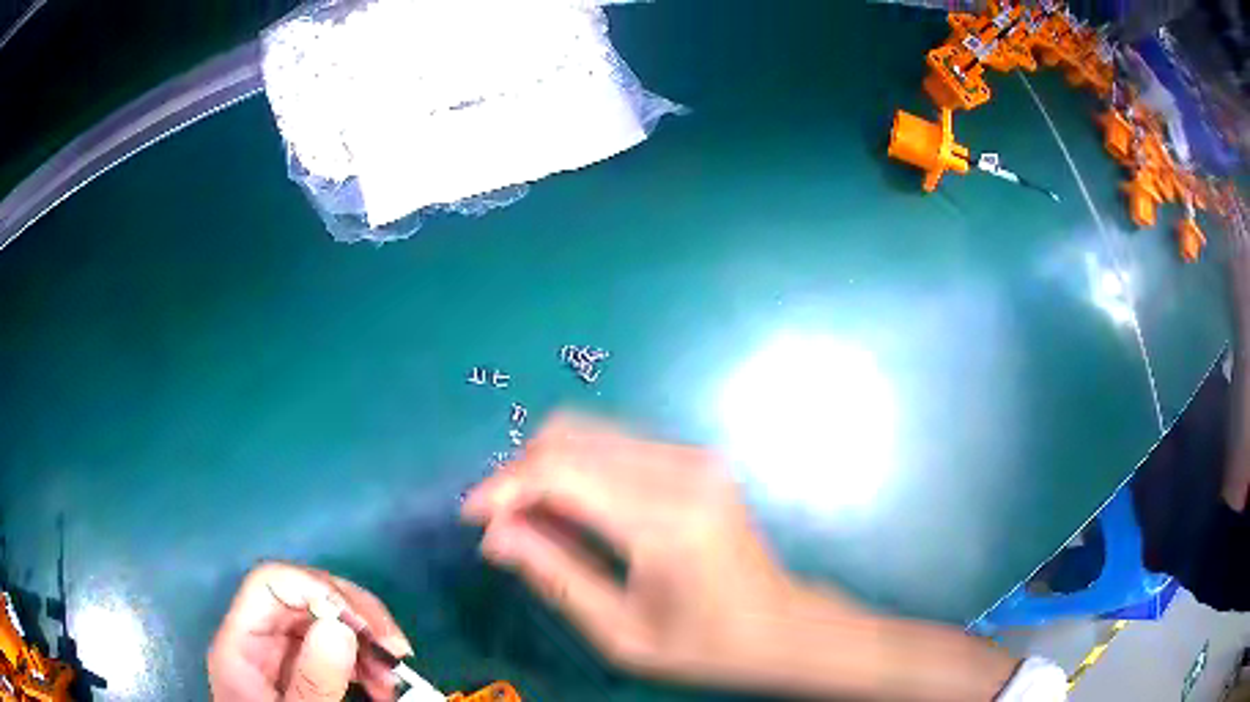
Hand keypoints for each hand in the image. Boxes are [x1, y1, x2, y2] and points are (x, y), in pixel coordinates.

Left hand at [208, 562, 412, 701]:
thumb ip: (312, 681)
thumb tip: (340, 627)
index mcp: (240, 643)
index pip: (271, 584)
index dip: (320, 590)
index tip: (367, 628)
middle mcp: (258, 637)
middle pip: (304, 596)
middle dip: (355, 617)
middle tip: (396, 652)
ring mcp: (280, 653)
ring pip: (324, 621)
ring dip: (367, 642)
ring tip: (393, 679)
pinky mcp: (302, 669)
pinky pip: (334, 648)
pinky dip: (364, 661)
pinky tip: (383, 684)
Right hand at [460, 415, 865, 690]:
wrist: (780, 625)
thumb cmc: (705, 645)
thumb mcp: (621, 633)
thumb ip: (554, 577)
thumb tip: (492, 535)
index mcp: (666, 521)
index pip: (561, 472)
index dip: (503, 487)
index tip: (472, 516)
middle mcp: (682, 471)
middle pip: (570, 436)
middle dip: (520, 473)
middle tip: (502, 522)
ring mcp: (694, 456)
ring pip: (589, 430)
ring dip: (546, 467)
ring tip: (534, 519)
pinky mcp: (695, 457)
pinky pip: (615, 441)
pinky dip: (579, 467)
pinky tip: (575, 509)